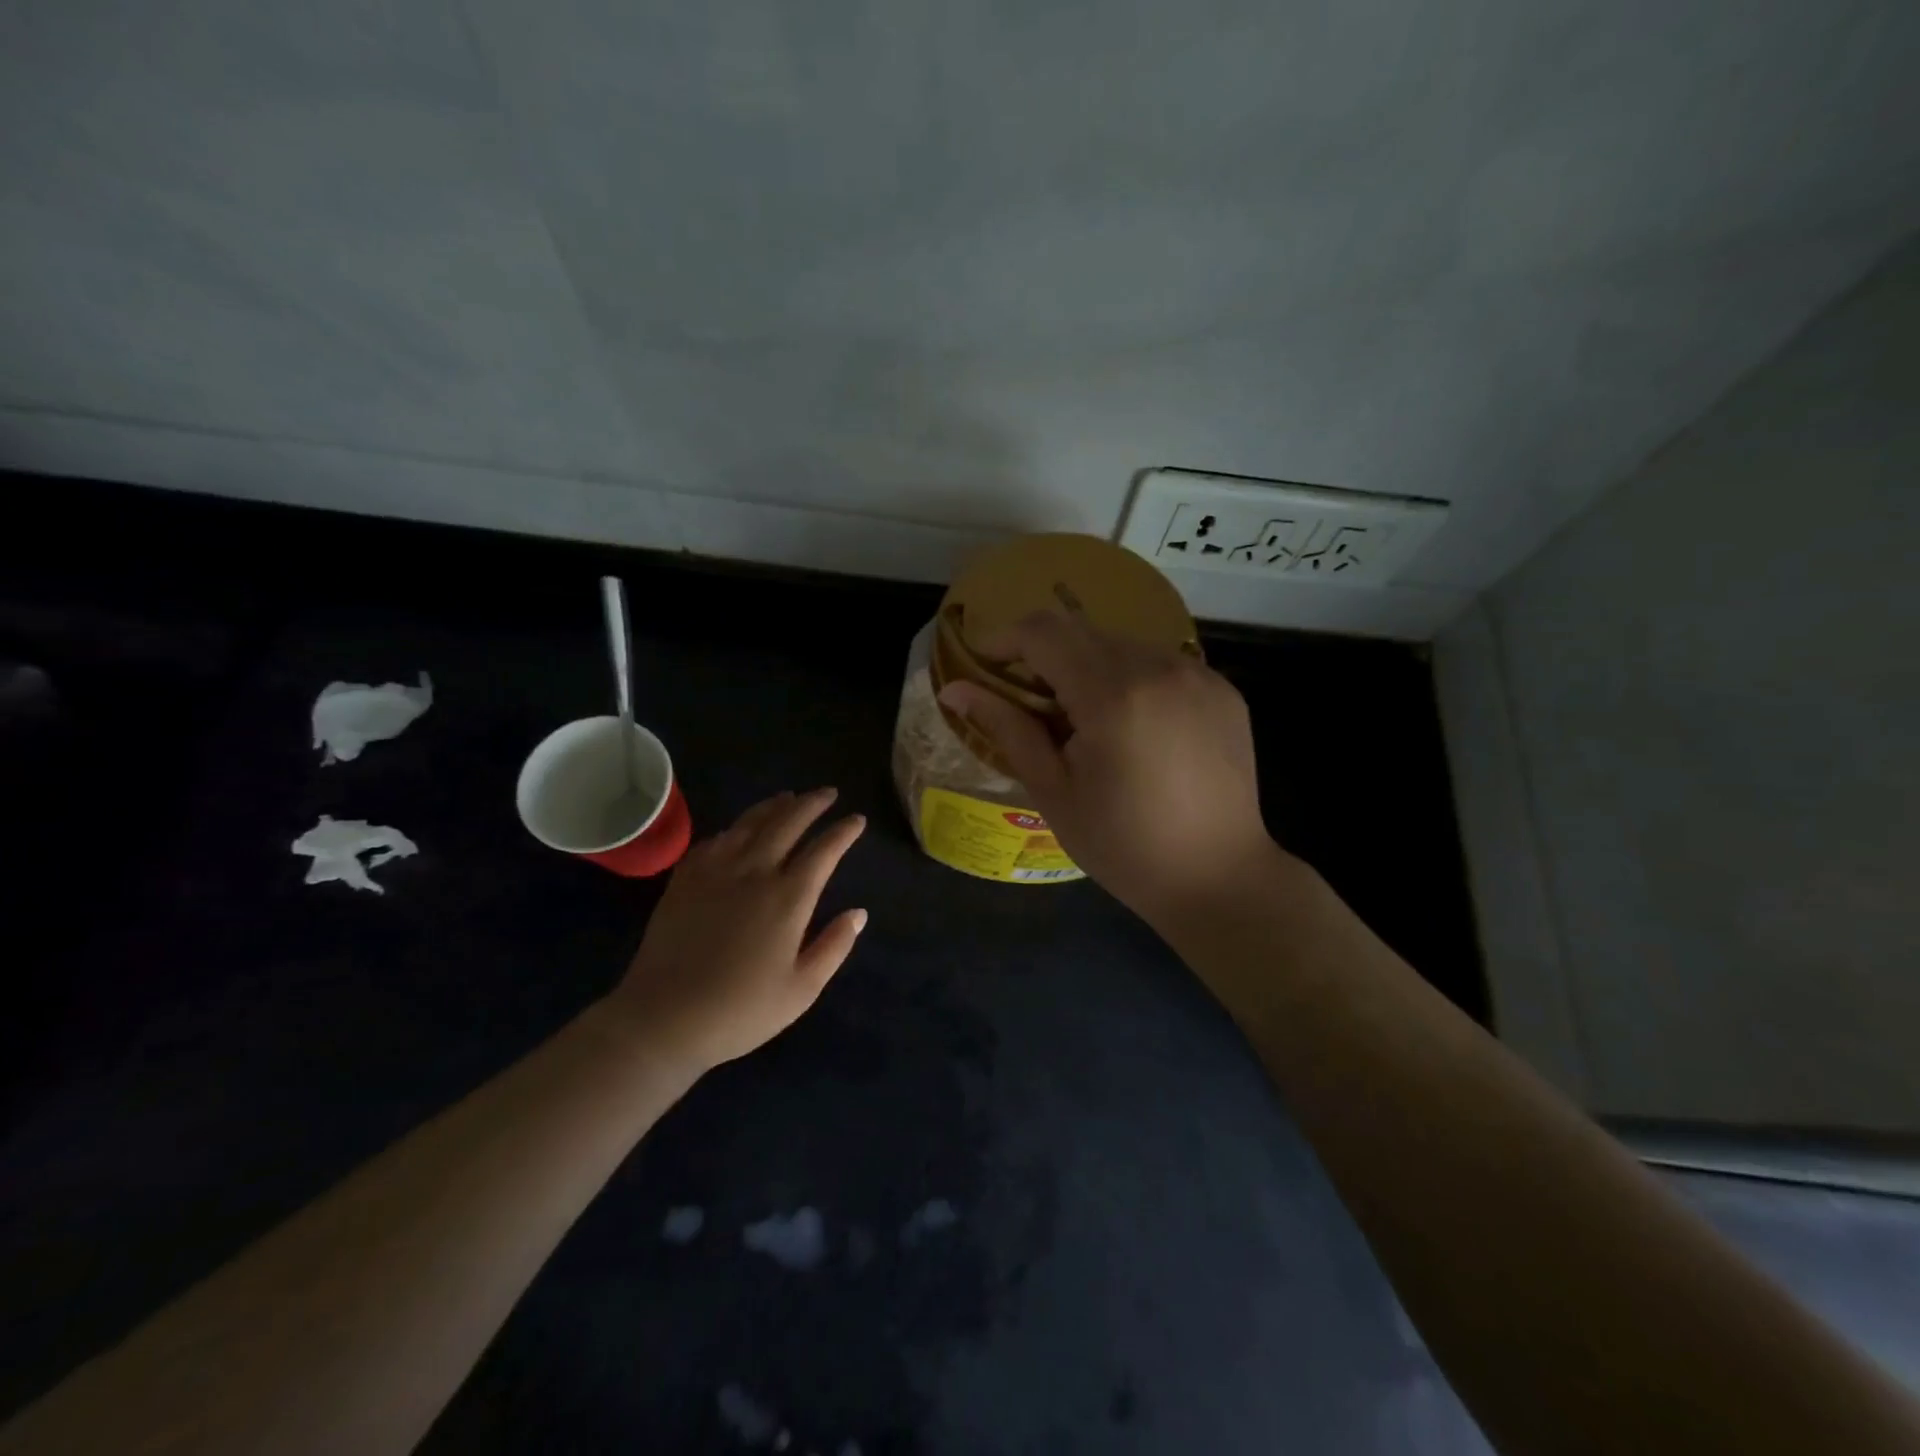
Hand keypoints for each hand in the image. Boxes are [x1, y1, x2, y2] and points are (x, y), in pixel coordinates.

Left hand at [603, 788, 867, 1075]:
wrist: (663, 1018)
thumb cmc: (740, 1011)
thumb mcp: (802, 990)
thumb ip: (834, 946)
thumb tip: (859, 913)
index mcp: (789, 898)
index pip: (824, 850)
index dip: (844, 831)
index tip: (857, 819)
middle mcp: (755, 872)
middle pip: (788, 822)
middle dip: (812, 803)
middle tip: (828, 794)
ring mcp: (716, 871)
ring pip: (750, 823)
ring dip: (775, 806)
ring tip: (789, 797)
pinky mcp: (685, 878)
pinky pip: (715, 840)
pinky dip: (735, 828)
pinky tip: (739, 829)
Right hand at [938, 612, 1278, 926]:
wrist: (1218, 877)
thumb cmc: (1123, 845)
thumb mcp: (1053, 790)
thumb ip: (1006, 727)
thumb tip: (953, 689)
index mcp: (1112, 693)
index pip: (1044, 631)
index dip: (1005, 639)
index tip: (987, 666)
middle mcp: (1159, 667)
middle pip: (1083, 633)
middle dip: (1047, 658)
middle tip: (1034, 707)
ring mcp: (1199, 675)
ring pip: (1122, 646)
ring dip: (1091, 669)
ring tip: (1087, 725)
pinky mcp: (1222, 689)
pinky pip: (1161, 665)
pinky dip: (1132, 682)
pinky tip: (1134, 729)